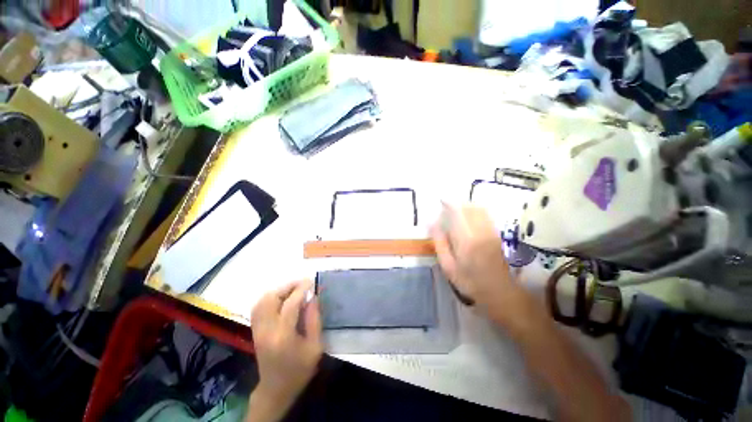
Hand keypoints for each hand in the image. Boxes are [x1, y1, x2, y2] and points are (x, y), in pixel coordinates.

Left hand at [249, 280, 322, 418]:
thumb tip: (312, 297)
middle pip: (271, 299)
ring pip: (262, 301)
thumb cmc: (299, 369)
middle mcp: (266, 330)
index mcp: (283, 336)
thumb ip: (314, 320)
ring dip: (279, 290)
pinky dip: (270, 297)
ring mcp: (257, 330)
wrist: (275, 389)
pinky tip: (282, 297)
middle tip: (303, 283)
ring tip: (294, 288)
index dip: (301, 289)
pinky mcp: (254, 331)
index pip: (290, 304)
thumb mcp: (315, 347)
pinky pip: (258, 307)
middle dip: (288, 286)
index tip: (311, 281)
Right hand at [431, 204, 524, 326]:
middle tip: (446, 207)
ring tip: (455, 211)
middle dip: (457, 203)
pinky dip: (475, 211)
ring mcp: (491, 231)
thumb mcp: (448, 266)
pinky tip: (468, 218)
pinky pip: (485, 215)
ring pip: (479, 209)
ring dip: (466, 206)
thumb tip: (432, 223)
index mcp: (466, 239)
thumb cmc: (470, 282)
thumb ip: (440, 243)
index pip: (457, 212)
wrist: (500, 293)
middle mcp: (480, 231)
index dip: (448, 203)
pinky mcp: (496, 234)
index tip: (440, 201)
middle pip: (469, 207)